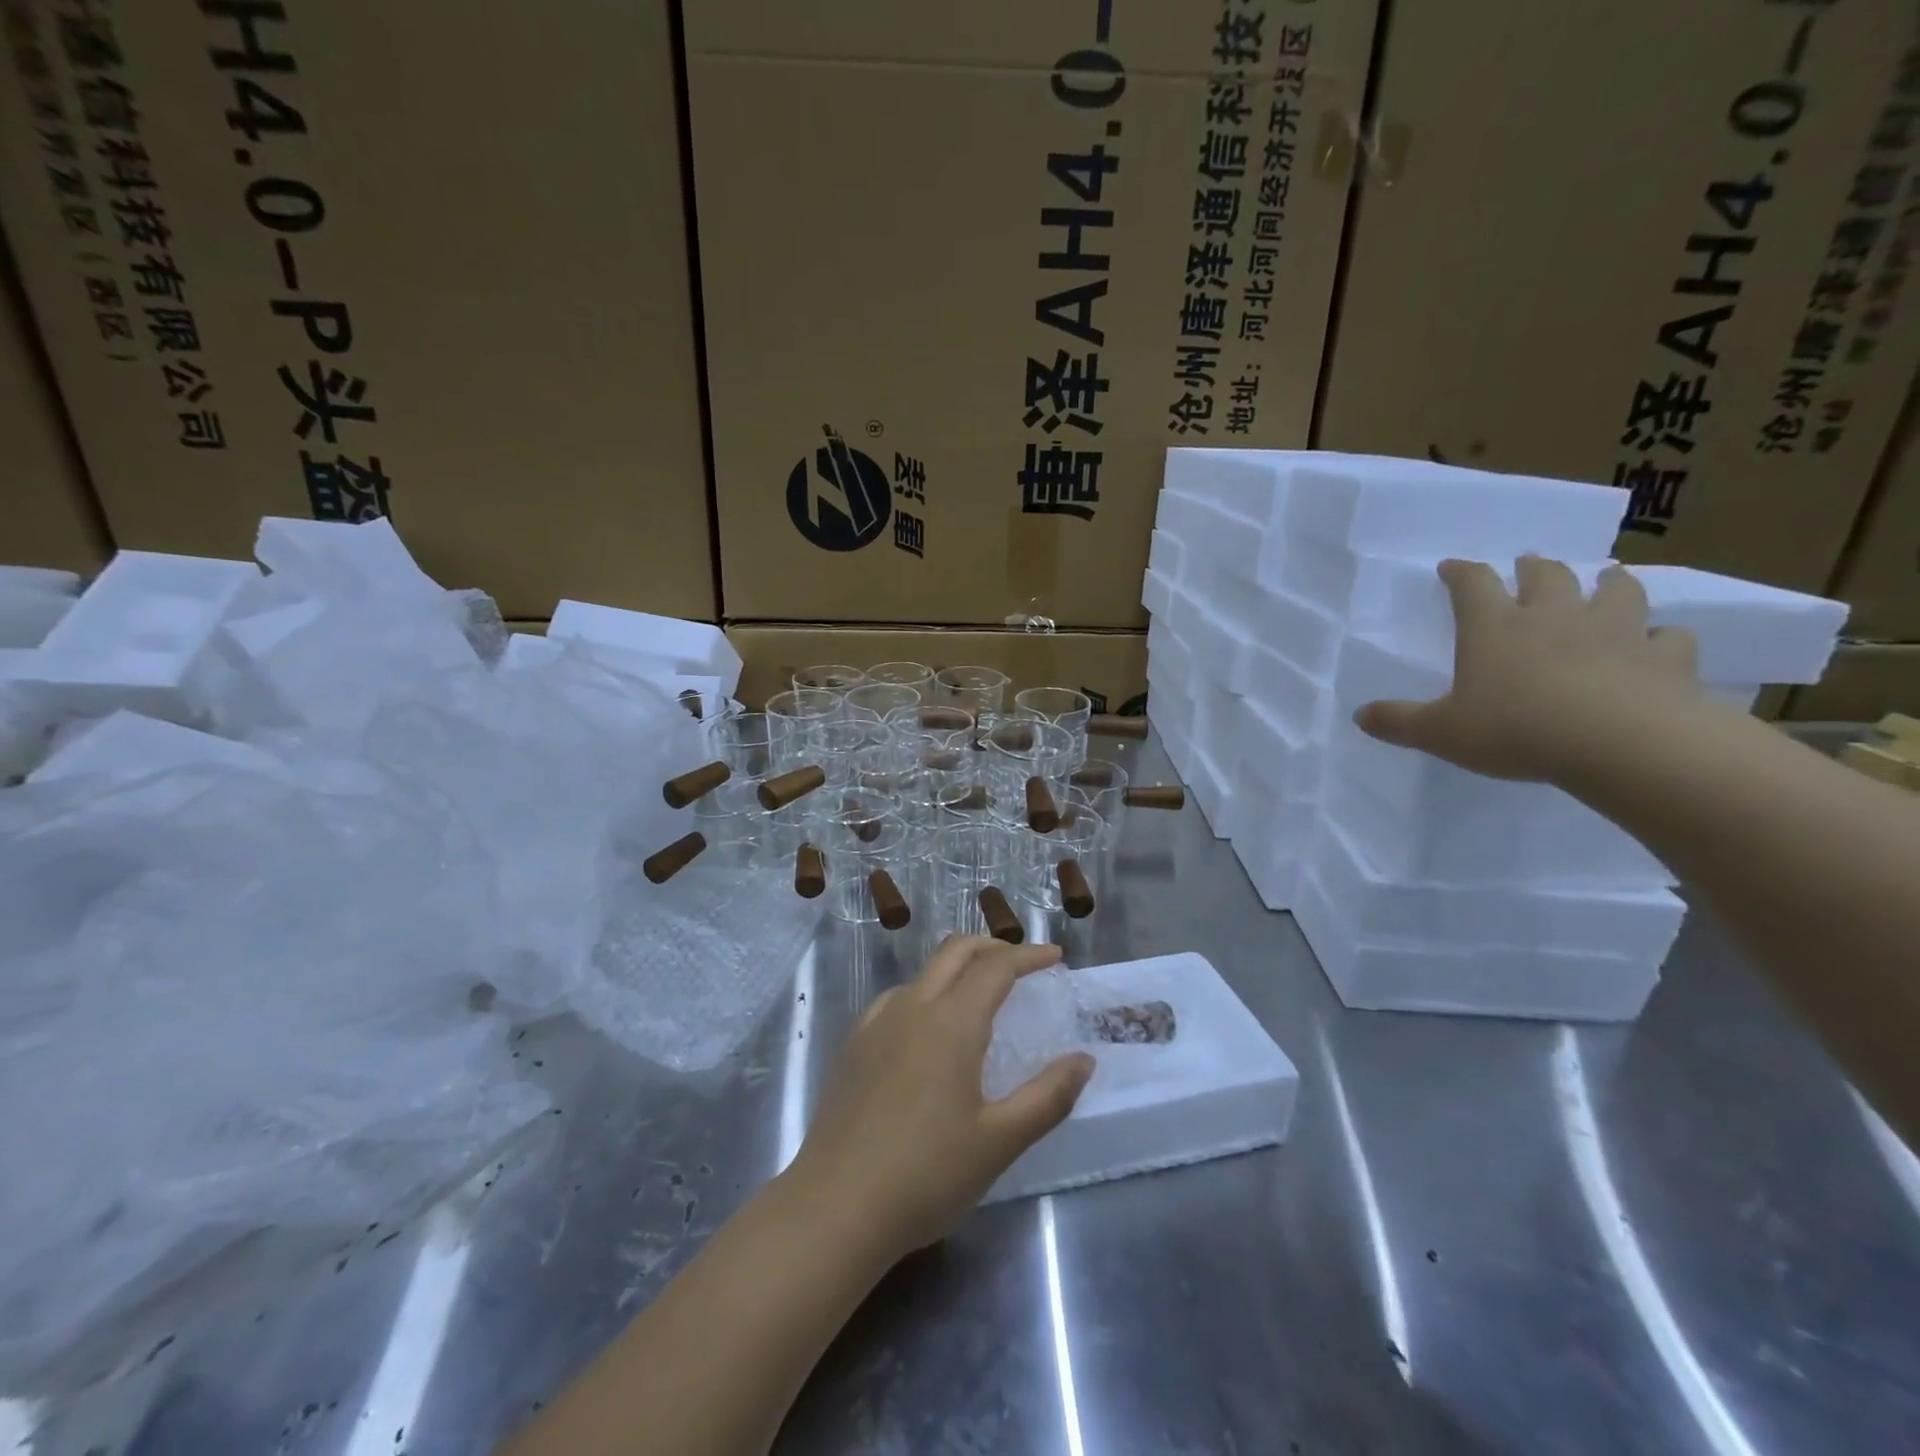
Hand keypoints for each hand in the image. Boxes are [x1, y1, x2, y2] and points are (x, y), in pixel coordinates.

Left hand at [785, 936, 1095, 1262]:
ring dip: (958, 968)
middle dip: (993, 947)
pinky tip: (929, 1029)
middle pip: (956, 951)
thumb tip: (1083, 1060)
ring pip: (924, 972)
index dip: (1029, 955)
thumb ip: (1047, 1097)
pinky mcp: (854, 1044)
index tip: (1055, 957)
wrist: (835, 1207)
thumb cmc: (927, 1175)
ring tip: (981, 997)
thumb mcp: (999, 1142)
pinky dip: (927, 992)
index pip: (996, 966)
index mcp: (951, 1022)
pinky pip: (898, 998)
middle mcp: (912, 1007)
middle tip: (1022, 965)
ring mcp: (876, 1023)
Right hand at [1354, 556, 1703, 782]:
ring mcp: (1616, 630)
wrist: (1622, 744)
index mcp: (1494, 627)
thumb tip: (1360, 715)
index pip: (1472, 584)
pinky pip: (1669, 637)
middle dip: (1534, 567)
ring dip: (1608, 582)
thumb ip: (1398, 722)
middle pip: (1546, 575)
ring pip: (1616, 590)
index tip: (1450, 566)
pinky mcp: (1665, 656)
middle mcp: (1554, 616)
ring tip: (1607, 579)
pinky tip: (1657, 643)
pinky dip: (1661, 637)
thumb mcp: (1440, 732)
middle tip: (1529, 564)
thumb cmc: (1516, 730)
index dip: (1460, 572)